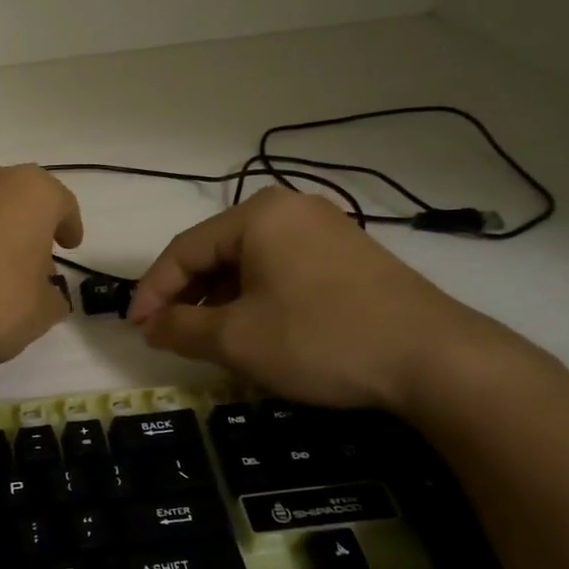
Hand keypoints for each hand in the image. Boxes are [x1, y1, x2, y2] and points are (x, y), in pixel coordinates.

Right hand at [127, 187, 509, 411]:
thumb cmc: (320, 339)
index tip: (135, 329)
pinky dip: (256, 298)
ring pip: (250, 263)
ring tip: (207, 337)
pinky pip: (283, 271)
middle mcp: (291, 209)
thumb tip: (151, 327)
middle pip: (217, 252)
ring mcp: (326, 230)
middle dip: (187, 295)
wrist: (433, 358)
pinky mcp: (350, 257)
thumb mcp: (237, 339)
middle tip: (167, 334)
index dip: (153, 291)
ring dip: (220, 300)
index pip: (183, 249)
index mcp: (258, 215)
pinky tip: (255, 329)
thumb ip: (182, 328)